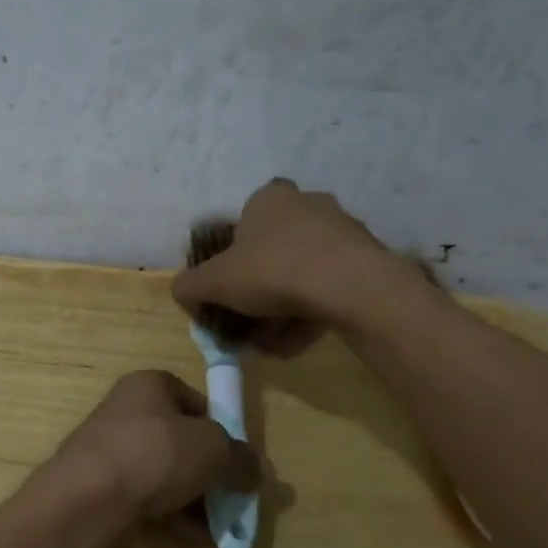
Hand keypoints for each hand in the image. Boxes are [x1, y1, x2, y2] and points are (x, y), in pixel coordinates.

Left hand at [51, 371, 259, 521]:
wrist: (88, 496)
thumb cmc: (154, 453)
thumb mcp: (212, 449)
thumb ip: (239, 458)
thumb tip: (255, 471)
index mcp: (149, 385)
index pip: (196, 402)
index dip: (222, 430)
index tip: (238, 461)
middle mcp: (126, 409)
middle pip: (180, 440)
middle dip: (209, 471)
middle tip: (232, 497)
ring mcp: (109, 448)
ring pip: (163, 471)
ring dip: (193, 497)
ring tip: (219, 525)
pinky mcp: (100, 484)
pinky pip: (145, 495)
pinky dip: (170, 513)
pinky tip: (194, 536)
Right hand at [171, 179, 439, 346]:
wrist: (350, 286)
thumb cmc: (273, 270)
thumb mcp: (214, 281)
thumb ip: (190, 286)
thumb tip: (181, 292)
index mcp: (269, 199)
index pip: (243, 222)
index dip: (231, 257)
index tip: (227, 289)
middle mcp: (308, 206)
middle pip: (273, 252)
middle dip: (256, 293)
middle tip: (245, 326)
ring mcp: (342, 233)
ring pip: (301, 275)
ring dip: (281, 312)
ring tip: (269, 346)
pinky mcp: (366, 262)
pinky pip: (328, 290)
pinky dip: (308, 316)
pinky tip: (294, 347)